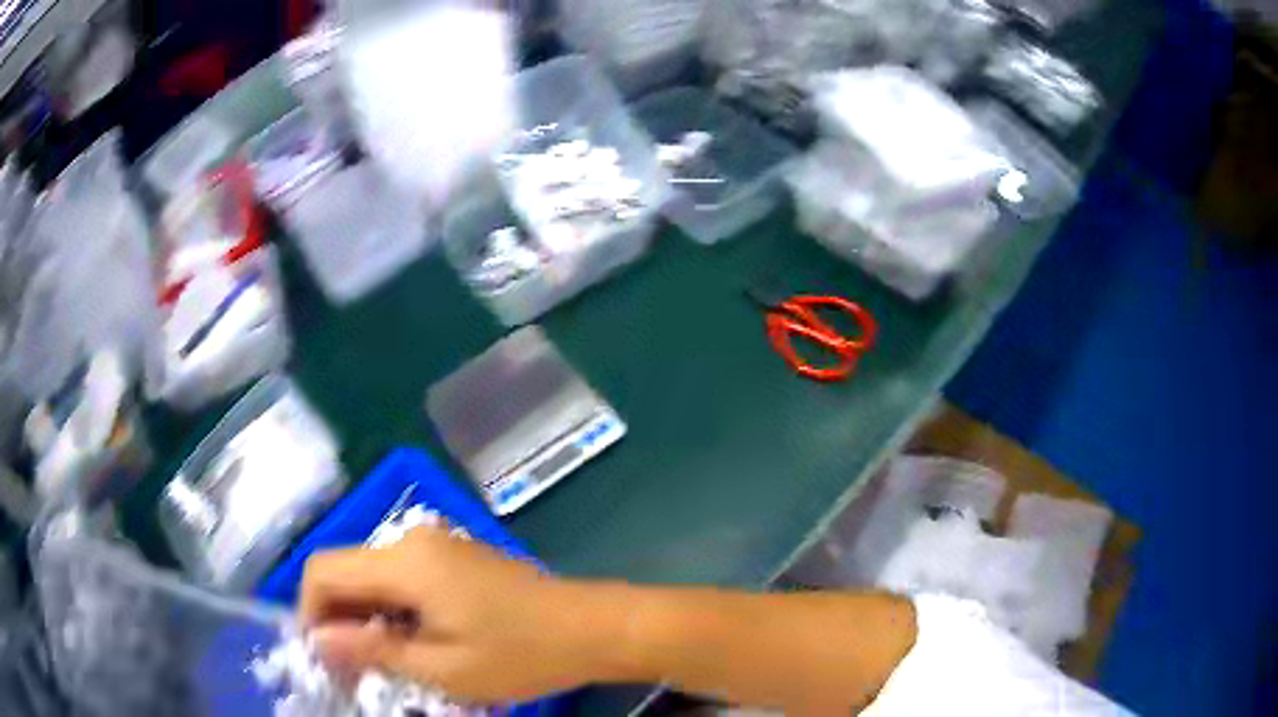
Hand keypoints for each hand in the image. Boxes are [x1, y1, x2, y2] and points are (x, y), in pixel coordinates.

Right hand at [299, 526, 610, 701]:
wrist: (592, 627)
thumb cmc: (521, 655)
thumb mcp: (443, 668)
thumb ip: (373, 649)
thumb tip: (318, 640)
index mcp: (405, 561)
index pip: (323, 570)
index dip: (310, 612)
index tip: (325, 657)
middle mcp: (413, 540)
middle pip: (346, 569)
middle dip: (337, 618)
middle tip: (351, 668)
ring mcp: (436, 545)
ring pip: (372, 575)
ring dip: (364, 615)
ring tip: (381, 661)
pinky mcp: (453, 557)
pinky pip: (401, 577)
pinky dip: (391, 608)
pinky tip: (411, 641)